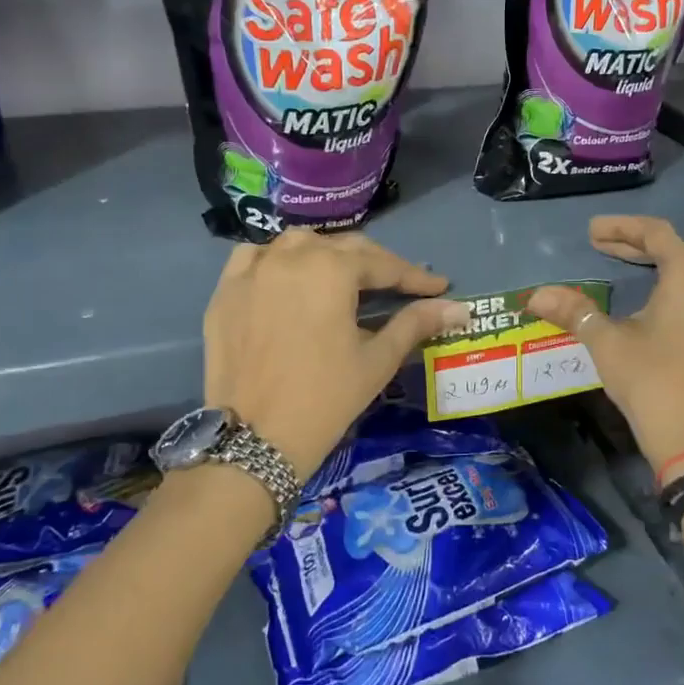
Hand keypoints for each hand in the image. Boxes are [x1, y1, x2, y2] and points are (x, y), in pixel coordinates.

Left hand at [203, 229, 469, 476]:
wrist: (254, 439)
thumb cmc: (326, 398)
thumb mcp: (377, 360)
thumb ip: (416, 323)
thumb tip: (459, 308)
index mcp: (331, 269)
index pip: (383, 264)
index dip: (414, 277)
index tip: (439, 287)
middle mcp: (289, 256)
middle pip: (342, 248)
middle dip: (375, 264)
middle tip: (398, 285)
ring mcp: (252, 270)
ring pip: (297, 244)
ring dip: (326, 255)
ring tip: (344, 279)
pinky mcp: (225, 291)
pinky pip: (254, 258)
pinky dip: (277, 260)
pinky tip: (288, 278)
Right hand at [526, 216, 683, 483]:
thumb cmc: (650, 381)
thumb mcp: (607, 342)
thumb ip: (574, 312)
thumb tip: (536, 295)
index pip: (656, 234)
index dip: (622, 227)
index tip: (591, 232)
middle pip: (681, 247)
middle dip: (642, 243)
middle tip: (606, 247)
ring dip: (665, 261)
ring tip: (632, 267)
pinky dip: (680, 283)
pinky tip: (657, 301)